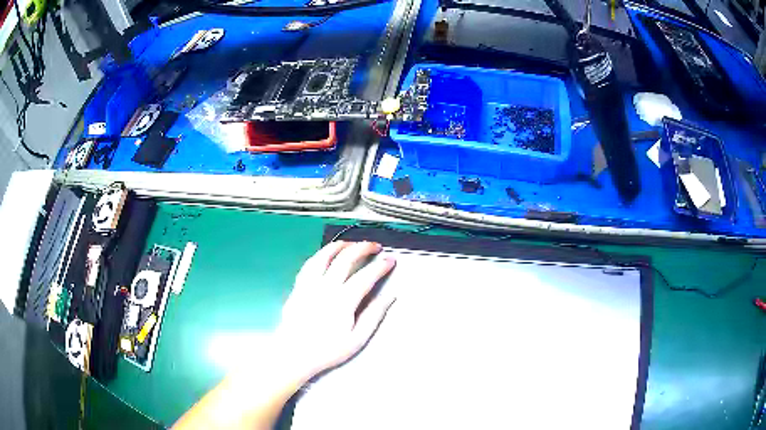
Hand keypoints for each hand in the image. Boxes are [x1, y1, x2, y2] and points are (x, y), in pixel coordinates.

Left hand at [275, 241, 395, 381]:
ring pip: (324, 256)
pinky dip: (320, 254)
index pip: (366, 276)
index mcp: (343, 301)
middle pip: (345, 259)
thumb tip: (390, 297)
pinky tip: (326, 254)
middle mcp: (325, 287)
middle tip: (375, 247)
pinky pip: (309, 264)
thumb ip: (374, 315)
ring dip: (340, 246)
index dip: (380, 266)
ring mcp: (309, 285)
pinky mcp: (298, 287)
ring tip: (352, 243)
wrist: (293, 354)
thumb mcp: (357, 339)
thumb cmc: (327, 350)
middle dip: (363, 248)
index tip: (390, 261)